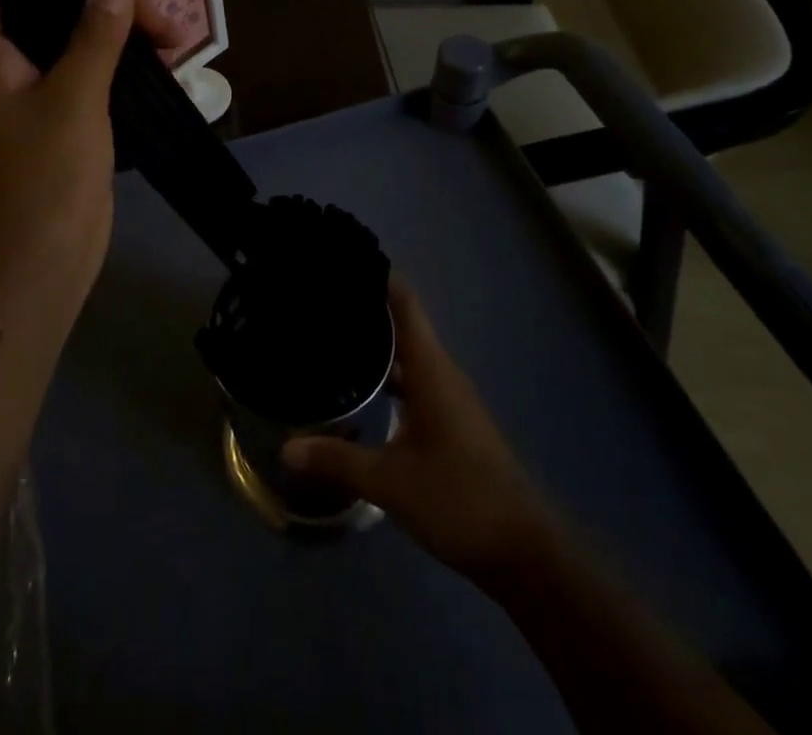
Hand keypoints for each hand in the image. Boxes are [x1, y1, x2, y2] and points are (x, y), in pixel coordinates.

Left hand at [0, 0, 174, 296]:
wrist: (29, 271)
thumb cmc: (40, 181)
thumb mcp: (73, 99)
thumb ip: (94, 36)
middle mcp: (10, 63)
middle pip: (55, 3)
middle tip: (161, 22)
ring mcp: (36, 95)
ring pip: (79, 40)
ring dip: (124, 33)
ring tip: (174, 46)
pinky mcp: (63, 123)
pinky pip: (93, 76)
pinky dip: (125, 67)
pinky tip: (164, 75)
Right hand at [283, 279, 553, 584]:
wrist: (525, 552)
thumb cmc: (460, 499)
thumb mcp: (390, 482)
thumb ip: (337, 459)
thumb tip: (285, 447)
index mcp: (431, 368)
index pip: (404, 301)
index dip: (376, 275)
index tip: (338, 260)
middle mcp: (441, 372)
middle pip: (401, 323)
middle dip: (363, 308)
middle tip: (316, 299)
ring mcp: (448, 398)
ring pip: (406, 355)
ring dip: (374, 345)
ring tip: (327, 337)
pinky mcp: (450, 422)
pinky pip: (412, 381)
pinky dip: (386, 376)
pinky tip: (358, 390)